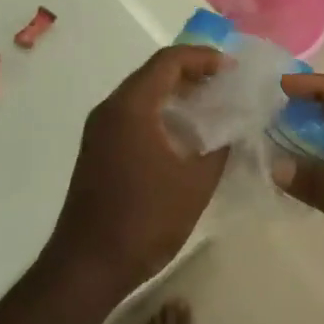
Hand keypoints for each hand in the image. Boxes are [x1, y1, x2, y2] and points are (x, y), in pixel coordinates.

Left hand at [46, 46, 228, 295]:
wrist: (88, 265)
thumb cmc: (145, 220)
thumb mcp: (195, 183)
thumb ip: (220, 146)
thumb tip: (235, 126)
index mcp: (131, 107)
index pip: (168, 61)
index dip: (203, 58)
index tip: (231, 69)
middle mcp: (110, 109)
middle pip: (153, 73)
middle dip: (191, 73)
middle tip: (225, 85)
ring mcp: (99, 130)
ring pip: (141, 94)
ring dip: (175, 94)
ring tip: (211, 107)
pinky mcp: (98, 150)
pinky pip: (132, 115)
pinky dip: (160, 113)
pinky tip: (184, 135)